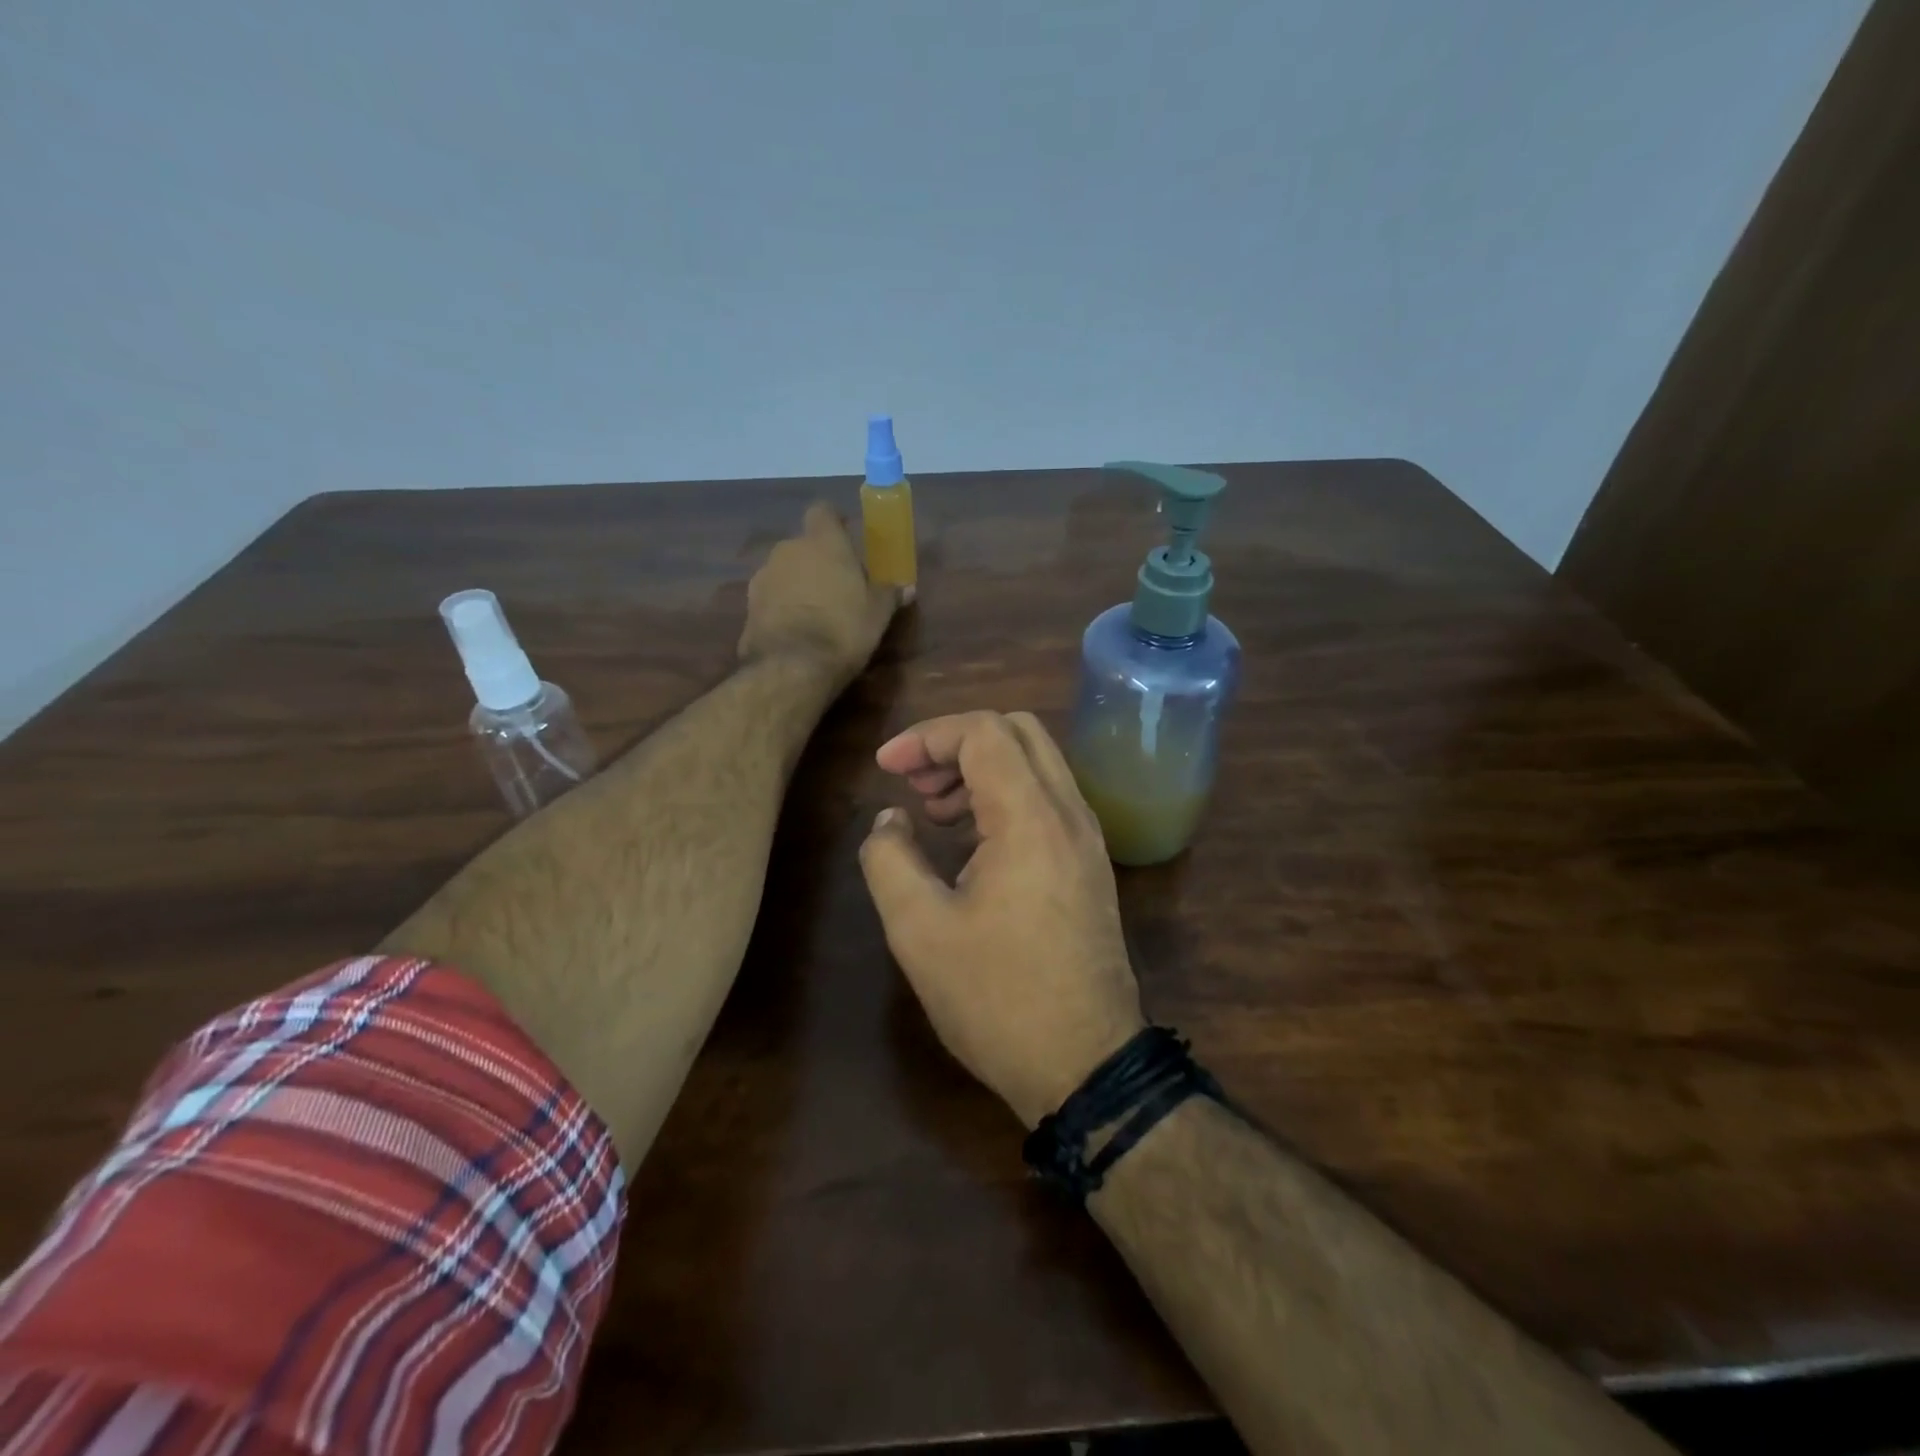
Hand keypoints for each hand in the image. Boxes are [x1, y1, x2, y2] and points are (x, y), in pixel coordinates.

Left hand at [738, 502, 897, 682]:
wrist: (791, 667)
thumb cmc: (843, 629)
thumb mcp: (878, 614)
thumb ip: (889, 594)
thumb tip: (907, 587)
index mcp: (823, 541)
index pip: (823, 511)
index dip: (835, 523)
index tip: (847, 538)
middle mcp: (788, 549)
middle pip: (805, 544)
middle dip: (819, 559)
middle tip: (839, 585)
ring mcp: (764, 576)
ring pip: (786, 570)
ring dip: (799, 583)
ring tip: (817, 612)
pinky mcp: (748, 605)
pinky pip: (772, 596)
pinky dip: (783, 605)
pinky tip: (796, 629)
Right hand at [859, 711, 1145, 1127]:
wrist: (1086, 1065)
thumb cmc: (997, 999)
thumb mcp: (919, 930)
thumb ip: (890, 859)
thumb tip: (891, 820)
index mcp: (1031, 818)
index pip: (983, 732)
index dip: (927, 736)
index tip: (886, 767)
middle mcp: (1070, 814)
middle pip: (1018, 731)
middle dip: (957, 742)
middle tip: (913, 781)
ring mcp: (1088, 839)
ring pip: (1037, 764)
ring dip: (981, 769)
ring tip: (934, 811)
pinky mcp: (1090, 865)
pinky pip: (1048, 800)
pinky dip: (1005, 797)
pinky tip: (970, 840)